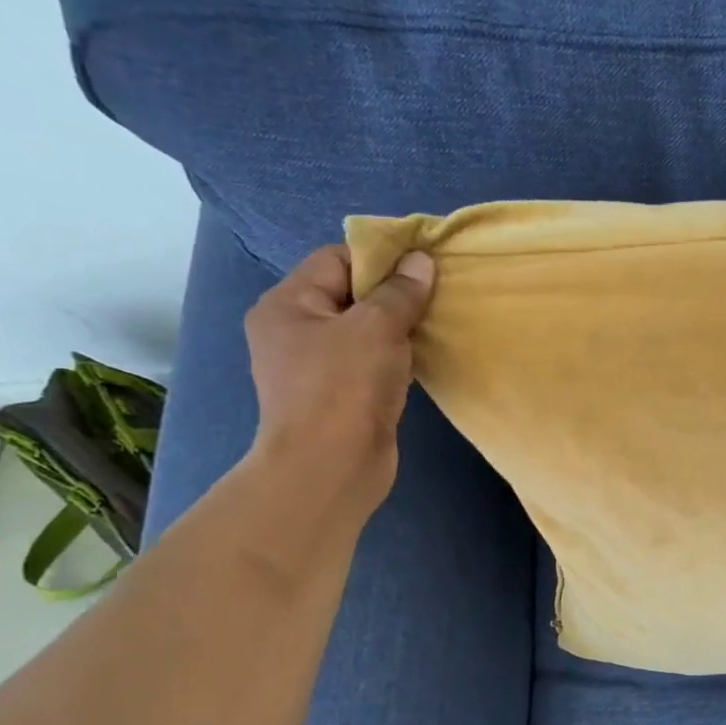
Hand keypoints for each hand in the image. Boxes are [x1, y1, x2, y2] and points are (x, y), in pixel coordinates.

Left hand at [242, 243, 435, 516]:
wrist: (331, 466)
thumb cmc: (345, 387)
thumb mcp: (376, 327)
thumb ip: (400, 292)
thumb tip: (421, 260)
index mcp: (288, 304)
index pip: (337, 259)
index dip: (381, 258)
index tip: (425, 266)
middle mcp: (295, 331)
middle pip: (351, 295)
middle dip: (394, 294)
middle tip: (437, 297)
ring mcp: (315, 367)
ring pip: (364, 332)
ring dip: (399, 329)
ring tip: (435, 327)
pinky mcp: (339, 397)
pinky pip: (371, 363)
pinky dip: (396, 358)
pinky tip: (422, 361)